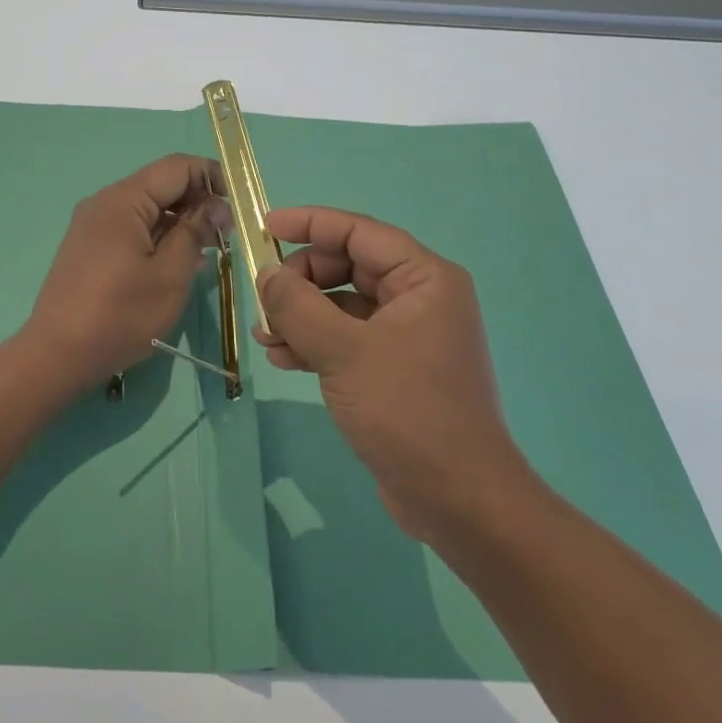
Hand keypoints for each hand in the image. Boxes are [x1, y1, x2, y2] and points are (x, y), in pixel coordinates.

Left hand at [23, 155, 230, 388]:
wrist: (57, 354)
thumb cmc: (120, 314)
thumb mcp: (170, 275)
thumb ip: (195, 232)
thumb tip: (215, 205)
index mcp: (123, 200)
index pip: (177, 167)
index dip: (213, 177)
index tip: (238, 207)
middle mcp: (104, 203)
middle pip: (161, 186)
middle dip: (198, 203)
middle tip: (225, 237)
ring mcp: (93, 225)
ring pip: (147, 209)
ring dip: (179, 223)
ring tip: (206, 253)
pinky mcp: (89, 247)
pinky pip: (131, 229)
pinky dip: (158, 238)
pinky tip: (176, 264)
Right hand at [255, 206, 539, 543]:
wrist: (457, 499)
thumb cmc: (408, 411)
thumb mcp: (344, 352)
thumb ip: (298, 306)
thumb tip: (267, 274)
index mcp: (424, 279)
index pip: (359, 232)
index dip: (310, 223)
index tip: (264, 226)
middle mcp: (419, 298)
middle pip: (347, 266)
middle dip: (301, 281)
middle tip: (265, 302)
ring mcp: (406, 336)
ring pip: (341, 305)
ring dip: (300, 315)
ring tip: (265, 337)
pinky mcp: (392, 369)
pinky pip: (345, 338)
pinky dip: (313, 343)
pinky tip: (282, 359)